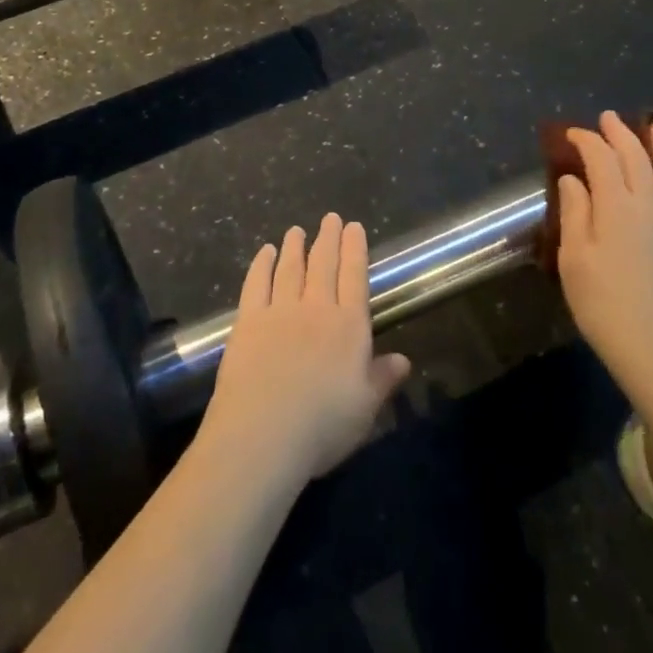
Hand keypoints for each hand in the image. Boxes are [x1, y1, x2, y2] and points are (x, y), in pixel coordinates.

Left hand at [198, 214, 411, 486]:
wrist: (263, 434)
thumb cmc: (322, 426)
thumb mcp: (365, 409)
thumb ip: (383, 379)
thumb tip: (404, 360)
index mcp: (349, 326)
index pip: (355, 277)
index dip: (355, 249)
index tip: (354, 227)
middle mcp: (316, 308)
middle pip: (324, 265)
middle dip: (329, 239)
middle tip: (330, 218)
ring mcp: (279, 310)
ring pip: (290, 268)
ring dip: (295, 246)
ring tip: (297, 229)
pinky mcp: (248, 320)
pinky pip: (257, 283)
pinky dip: (262, 264)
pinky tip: (265, 252)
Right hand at [557, 113, 652, 394]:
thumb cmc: (604, 304)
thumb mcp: (574, 258)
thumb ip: (575, 212)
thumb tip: (573, 179)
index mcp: (616, 204)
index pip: (601, 158)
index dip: (586, 141)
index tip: (572, 135)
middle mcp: (650, 202)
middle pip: (636, 156)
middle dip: (620, 133)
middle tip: (608, 119)